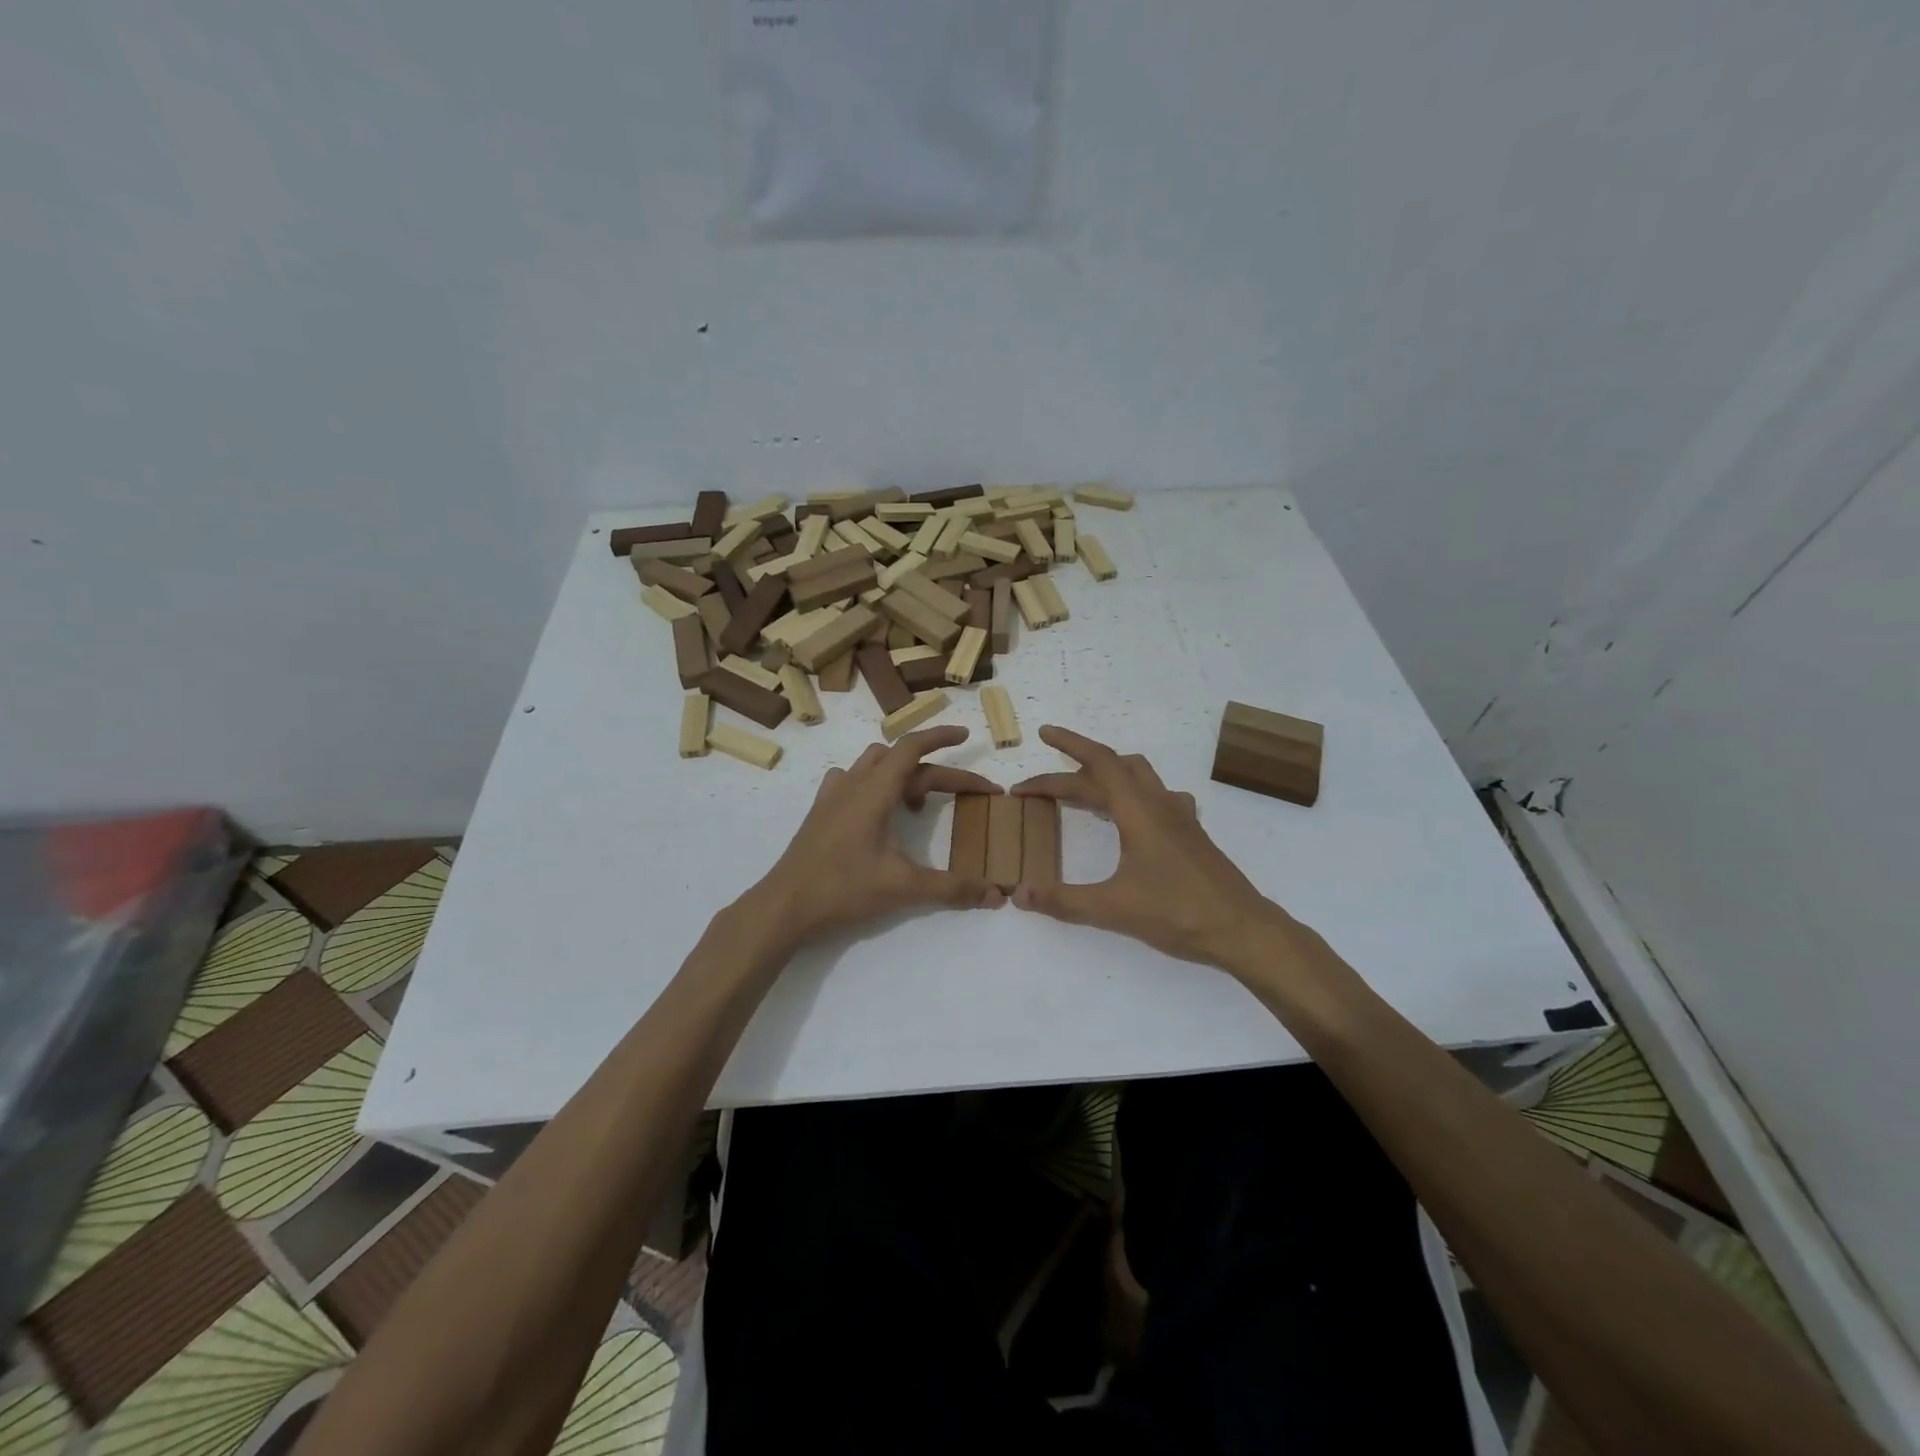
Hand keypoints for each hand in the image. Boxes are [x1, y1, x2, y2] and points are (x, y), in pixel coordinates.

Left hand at [747, 726, 1003, 946]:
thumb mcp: (904, 887)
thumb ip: (952, 888)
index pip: (912, 747)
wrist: (785, 905)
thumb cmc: (843, 887)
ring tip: (919, 802)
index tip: (966, 734)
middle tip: (969, 792)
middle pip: (902, 761)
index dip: (941, 736)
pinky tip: (879, 811)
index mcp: (875, 790)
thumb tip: (996, 895)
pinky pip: (852, 781)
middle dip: (938, 771)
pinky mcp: (821, 812)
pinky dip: (874, 784)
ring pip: (873, 765)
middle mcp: (853, 783)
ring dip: (903, 773)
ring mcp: (833, 795)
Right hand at [1011, 726, 1293, 969]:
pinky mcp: (1191, 835)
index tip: (1044, 733)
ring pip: (1139, 778)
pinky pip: (1158, 798)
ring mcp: (1180, 818)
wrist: (1243, 931)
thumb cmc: (1179, 913)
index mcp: (1139, 810)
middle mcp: (1159, 804)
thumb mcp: (1113, 908)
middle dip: (1071, 773)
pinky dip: (1134, 796)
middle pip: (1112, 771)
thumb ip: (1063, 900)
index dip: (1070, 744)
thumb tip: (1019, 893)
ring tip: (1081, 792)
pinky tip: (1132, 818)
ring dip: (1106, 777)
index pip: (1099, 763)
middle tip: (1038, 789)